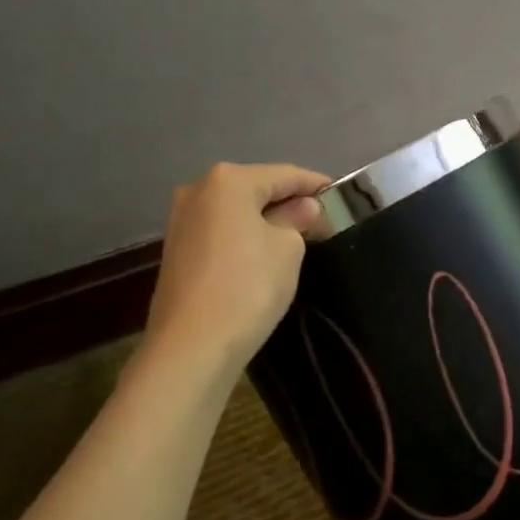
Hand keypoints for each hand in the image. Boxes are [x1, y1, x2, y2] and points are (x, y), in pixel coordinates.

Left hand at [143, 162, 330, 368]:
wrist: (193, 345)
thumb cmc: (248, 286)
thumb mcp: (288, 248)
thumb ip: (298, 220)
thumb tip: (303, 208)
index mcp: (228, 181)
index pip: (285, 174)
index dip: (316, 185)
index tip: (342, 195)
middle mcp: (198, 190)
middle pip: (256, 188)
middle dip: (289, 201)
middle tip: (322, 219)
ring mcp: (181, 220)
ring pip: (237, 211)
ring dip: (266, 219)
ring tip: (299, 237)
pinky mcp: (177, 250)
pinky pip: (222, 231)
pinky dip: (245, 236)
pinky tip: (265, 254)